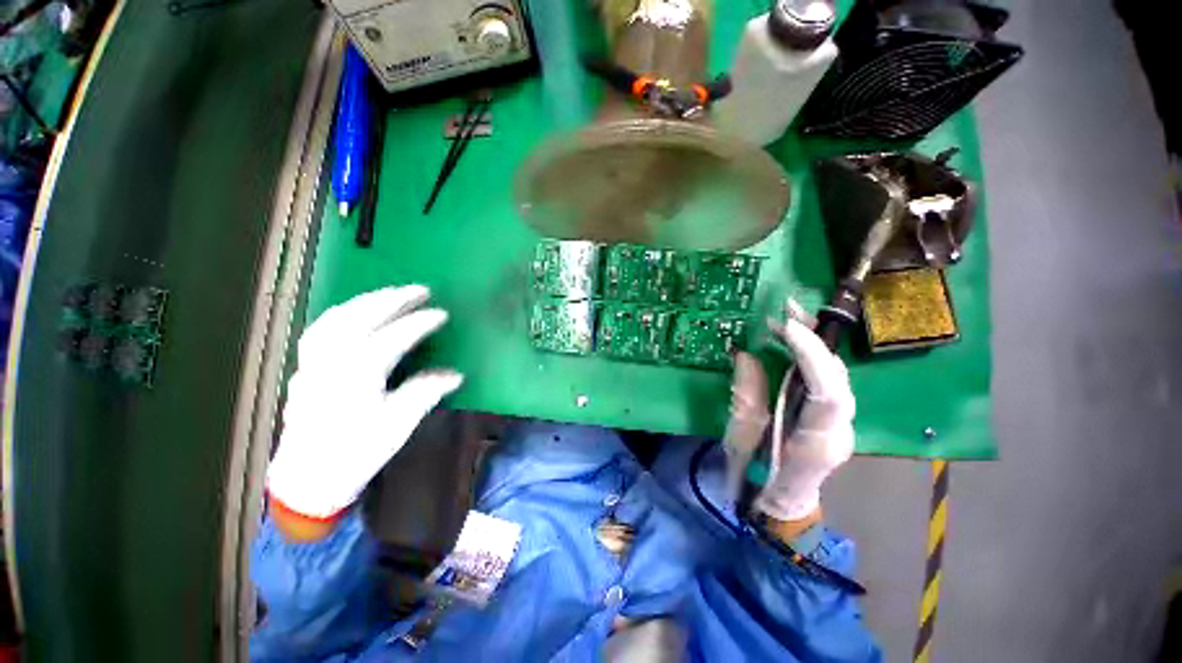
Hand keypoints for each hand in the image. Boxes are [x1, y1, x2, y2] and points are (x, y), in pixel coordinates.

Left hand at [266, 285, 463, 520]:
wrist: (309, 478)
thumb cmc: (356, 453)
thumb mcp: (397, 425)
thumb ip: (425, 393)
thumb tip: (455, 375)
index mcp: (357, 375)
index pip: (393, 337)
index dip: (419, 323)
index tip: (441, 314)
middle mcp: (332, 361)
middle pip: (362, 318)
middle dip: (393, 299)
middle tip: (420, 289)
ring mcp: (315, 362)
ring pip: (338, 318)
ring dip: (367, 300)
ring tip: (392, 292)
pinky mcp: (307, 367)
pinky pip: (323, 328)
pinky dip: (343, 312)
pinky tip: (356, 311)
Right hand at [755, 316, 855, 521]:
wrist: (779, 506)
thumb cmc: (754, 480)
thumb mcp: (738, 441)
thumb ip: (746, 398)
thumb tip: (746, 355)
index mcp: (816, 444)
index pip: (829, 394)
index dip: (812, 355)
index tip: (786, 326)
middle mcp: (839, 432)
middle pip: (839, 377)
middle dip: (815, 339)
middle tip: (787, 310)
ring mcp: (841, 424)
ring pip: (838, 375)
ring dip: (816, 342)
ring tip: (789, 316)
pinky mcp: (832, 417)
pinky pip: (828, 380)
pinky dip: (813, 355)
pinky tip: (795, 339)